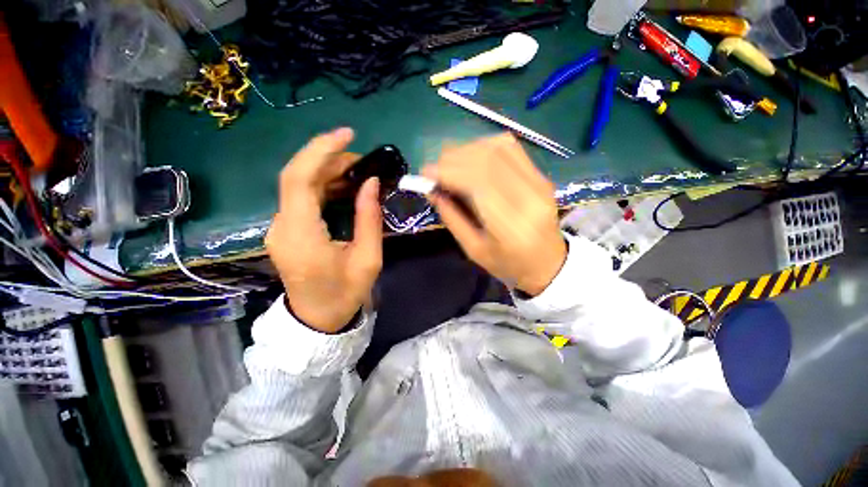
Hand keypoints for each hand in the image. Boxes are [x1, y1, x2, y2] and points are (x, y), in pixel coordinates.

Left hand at [266, 128, 382, 332]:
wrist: (318, 319)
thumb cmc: (346, 294)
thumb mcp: (368, 259)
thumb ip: (369, 219)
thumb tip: (371, 183)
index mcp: (301, 236)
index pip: (299, 179)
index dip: (321, 151)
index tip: (347, 135)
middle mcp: (282, 226)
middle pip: (298, 177)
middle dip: (330, 159)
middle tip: (363, 159)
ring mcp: (281, 227)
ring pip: (299, 185)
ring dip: (329, 171)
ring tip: (359, 171)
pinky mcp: (287, 230)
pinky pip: (302, 198)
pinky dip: (324, 185)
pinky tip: (346, 186)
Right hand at [423, 133, 565, 296]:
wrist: (548, 262)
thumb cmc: (508, 264)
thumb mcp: (474, 250)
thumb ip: (452, 218)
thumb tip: (432, 190)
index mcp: (511, 226)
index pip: (478, 183)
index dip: (448, 171)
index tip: (426, 173)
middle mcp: (529, 197)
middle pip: (487, 160)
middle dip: (453, 159)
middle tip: (434, 169)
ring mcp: (539, 182)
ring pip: (498, 148)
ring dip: (467, 150)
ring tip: (449, 163)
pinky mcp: (540, 175)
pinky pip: (510, 147)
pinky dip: (484, 146)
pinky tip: (471, 158)